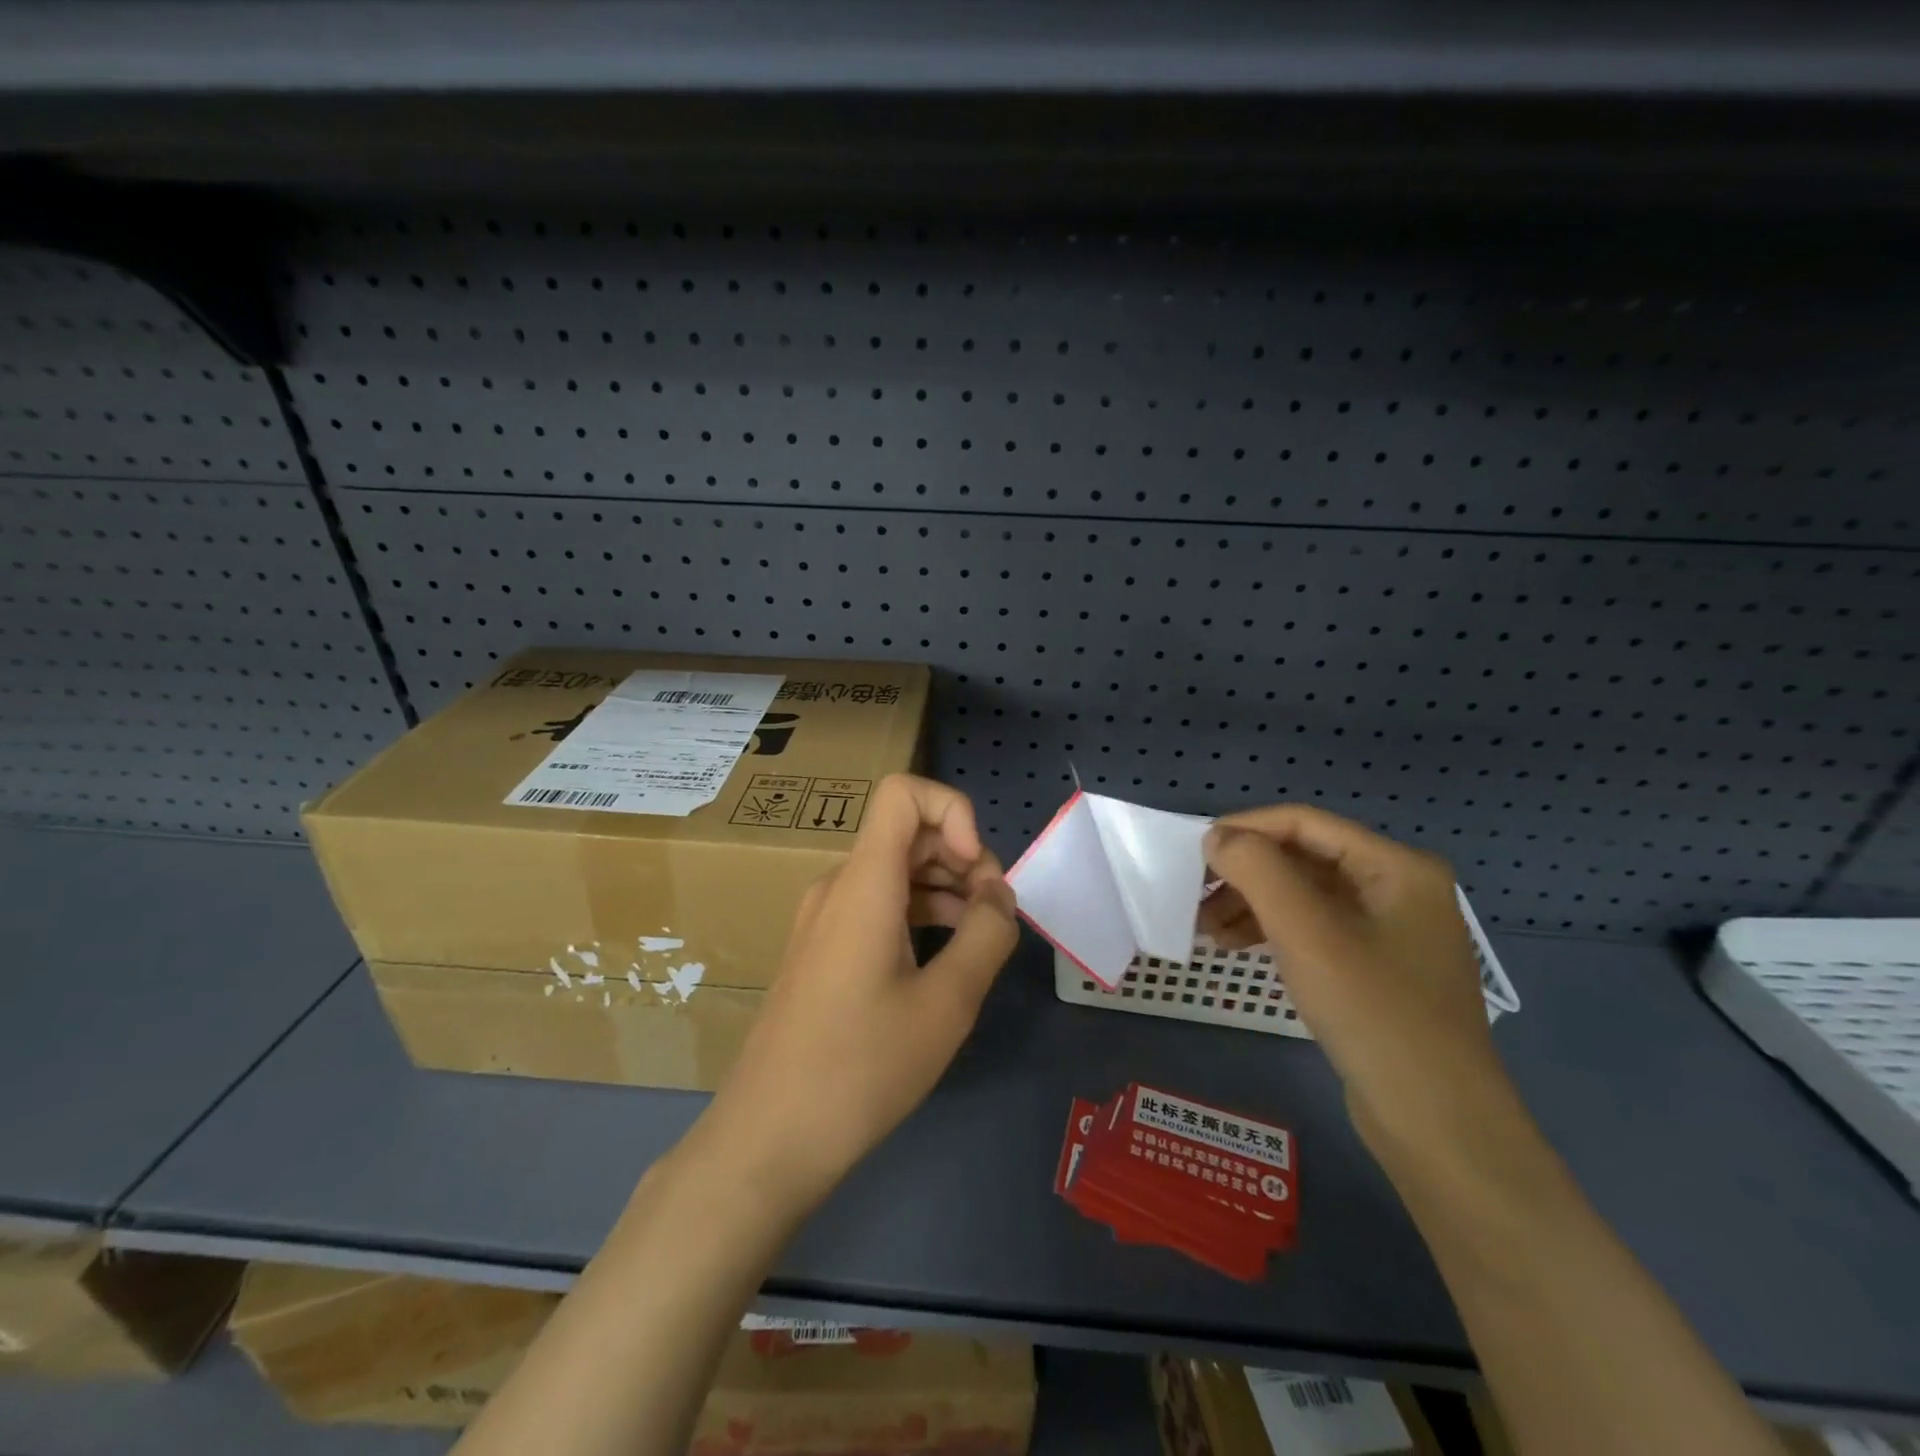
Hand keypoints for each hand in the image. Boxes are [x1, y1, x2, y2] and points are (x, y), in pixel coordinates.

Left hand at [693, 774, 1018, 1211]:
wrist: (768, 1137)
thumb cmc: (860, 1068)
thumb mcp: (946, 1004)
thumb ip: (987, 936)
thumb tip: (1001, 895)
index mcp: (864, 883)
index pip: (903, 792)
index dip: (953, 811)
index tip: (977, 870)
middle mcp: (839, 885)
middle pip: (907, 833)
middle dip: (962, 858)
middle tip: (996, 917)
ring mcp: (825, 917)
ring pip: (896, 871)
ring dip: (946, 888)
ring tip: (981, 938)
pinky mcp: (823, 948)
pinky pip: (878, 905)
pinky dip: (920, 913)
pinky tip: (946, 957)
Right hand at [1200, 805, 1520, 1173]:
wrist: (1437, 1124)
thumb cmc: (1374, 1013)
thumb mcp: (1307, 933)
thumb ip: (1258, 871)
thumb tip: (1216, 837)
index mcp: (1396, 866)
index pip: (1304, 823)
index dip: (1245, 829)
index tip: (1192, 851)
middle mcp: (1397, 887)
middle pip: (1302, 859)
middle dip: (1244, 874)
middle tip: (1193, 896)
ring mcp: (1388, 930)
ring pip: (1303, 896)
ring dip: (1250, 904)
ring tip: (1204, 928)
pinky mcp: (1374, 967)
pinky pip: (1312, 930)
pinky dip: (1271, 931)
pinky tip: (1234, 947)